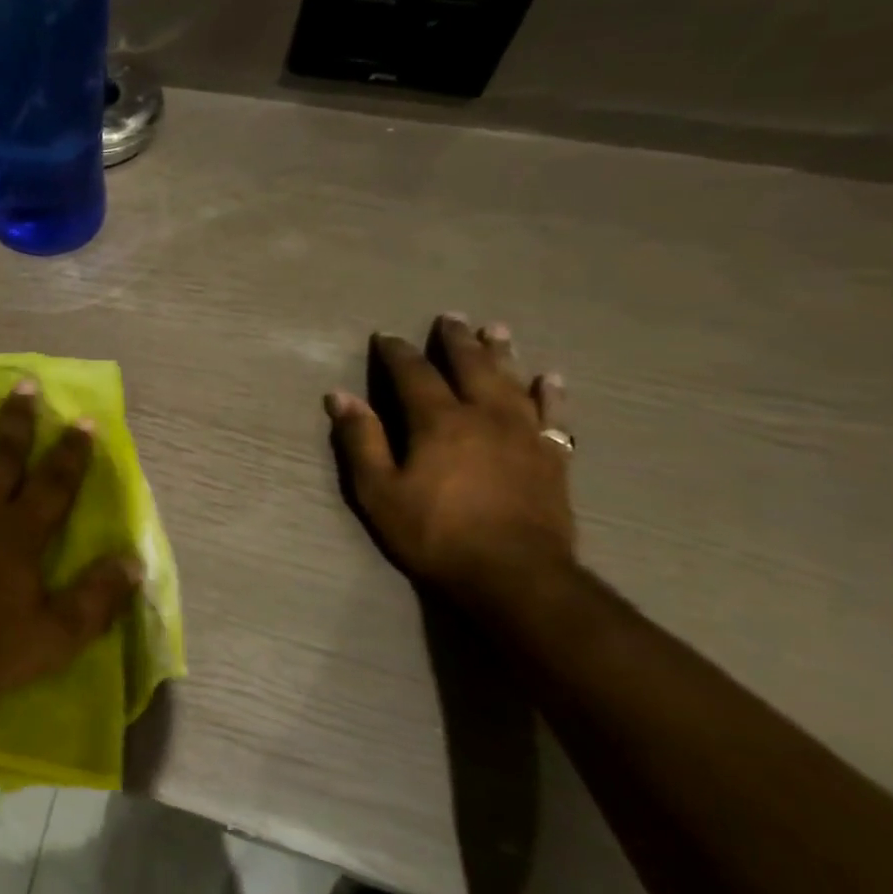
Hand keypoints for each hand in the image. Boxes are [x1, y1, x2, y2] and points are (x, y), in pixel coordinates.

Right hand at [326, 315, 576, 611]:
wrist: (514, 575)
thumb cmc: (435, 533)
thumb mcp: (379, 492)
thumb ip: (361, 441)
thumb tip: (339, 396)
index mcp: (438, 421)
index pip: (413, 374)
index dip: (397, 353)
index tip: (386, 336)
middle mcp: (483, 415)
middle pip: (470, 366)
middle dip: (456, 341)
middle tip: (450, 318)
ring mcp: (524, 434)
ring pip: (513, 381)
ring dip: (502, 353)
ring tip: (497, 329)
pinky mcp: (552, 458)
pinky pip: (553, 415)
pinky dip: (550, 394)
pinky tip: (550, 379)